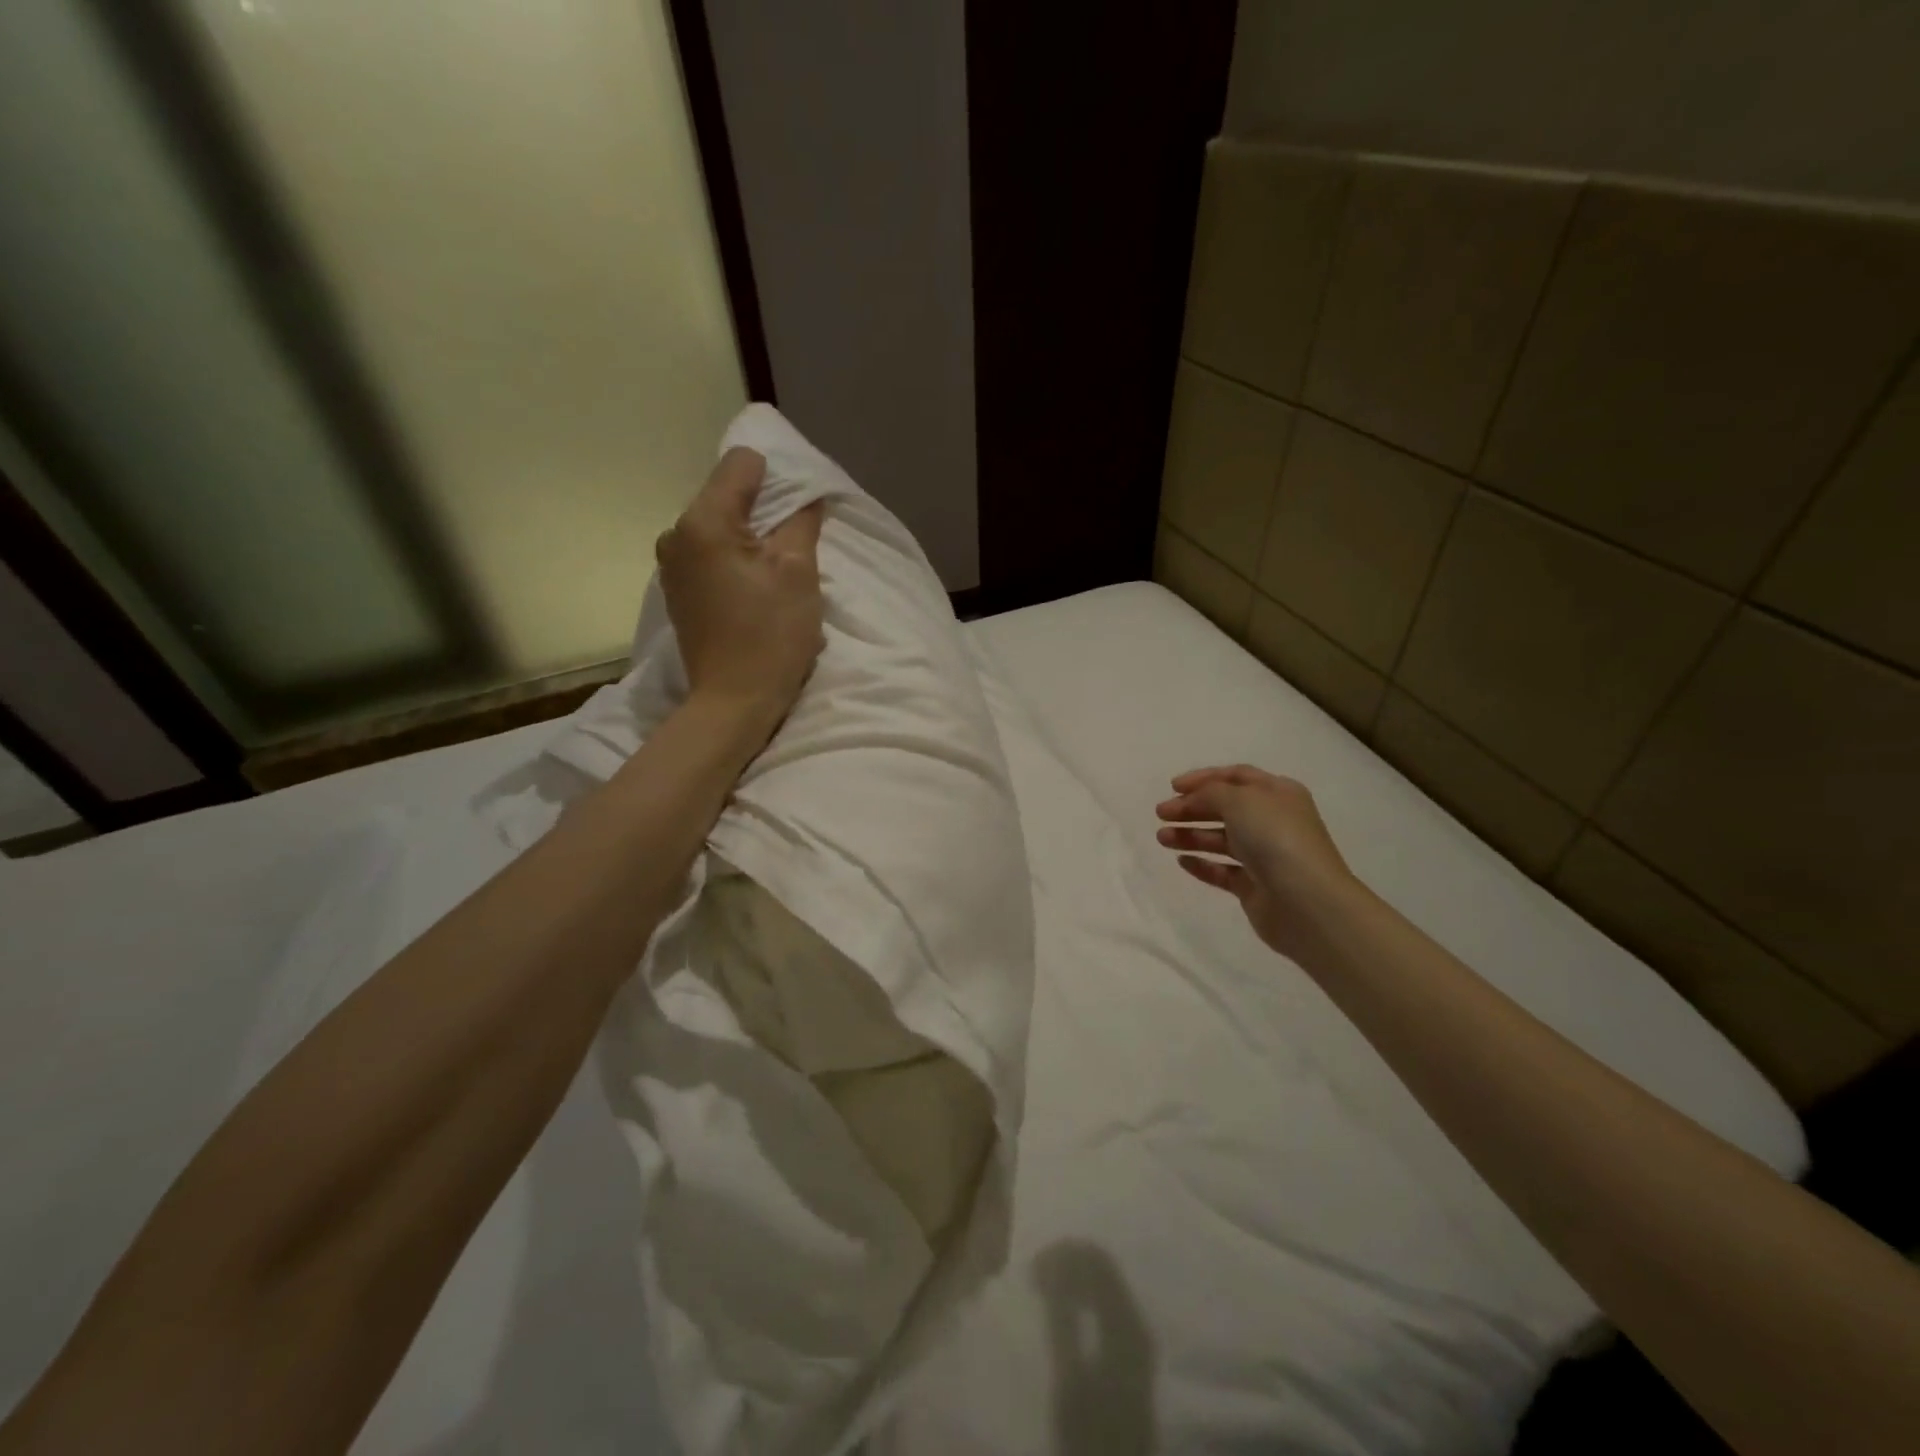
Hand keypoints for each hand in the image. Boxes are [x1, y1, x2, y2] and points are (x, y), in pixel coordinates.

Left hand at [656, 447, 824, 735]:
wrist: (734, 702)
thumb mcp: (798, 572)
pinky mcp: (677, 591)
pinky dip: (735, 562)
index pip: (742, 464)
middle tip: (793, 551)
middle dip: (764, 513)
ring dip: (751, 540)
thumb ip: (801, 522)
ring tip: (774, 577)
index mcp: (702, 522)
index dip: (778, 480)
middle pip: (728, 495)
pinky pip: (710, 555)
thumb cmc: (771, 636)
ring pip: (720, 527)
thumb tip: (807, 495)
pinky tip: (753, 594)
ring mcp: (671, 565)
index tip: (797, 516)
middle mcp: (676, 534)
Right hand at [1155, 765, 1357, 961]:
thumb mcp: (1240, 800)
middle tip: (1161, 814)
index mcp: (1278, 793)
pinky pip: (1223, 870)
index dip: (1204, 778)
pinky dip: (1202, 864)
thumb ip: (1210, 793)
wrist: (1306, 901)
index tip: (1173, 787)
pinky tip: (1181, 861)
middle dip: (1191, 808)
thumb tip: (1192, 800)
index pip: (1237, 777)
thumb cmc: (1275, 838)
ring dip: (1191, 835)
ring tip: (1162, 838)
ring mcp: (1265, 856)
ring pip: (1221, 839)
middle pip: (1225, 808)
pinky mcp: (1255, 886)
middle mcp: (1273, 821)